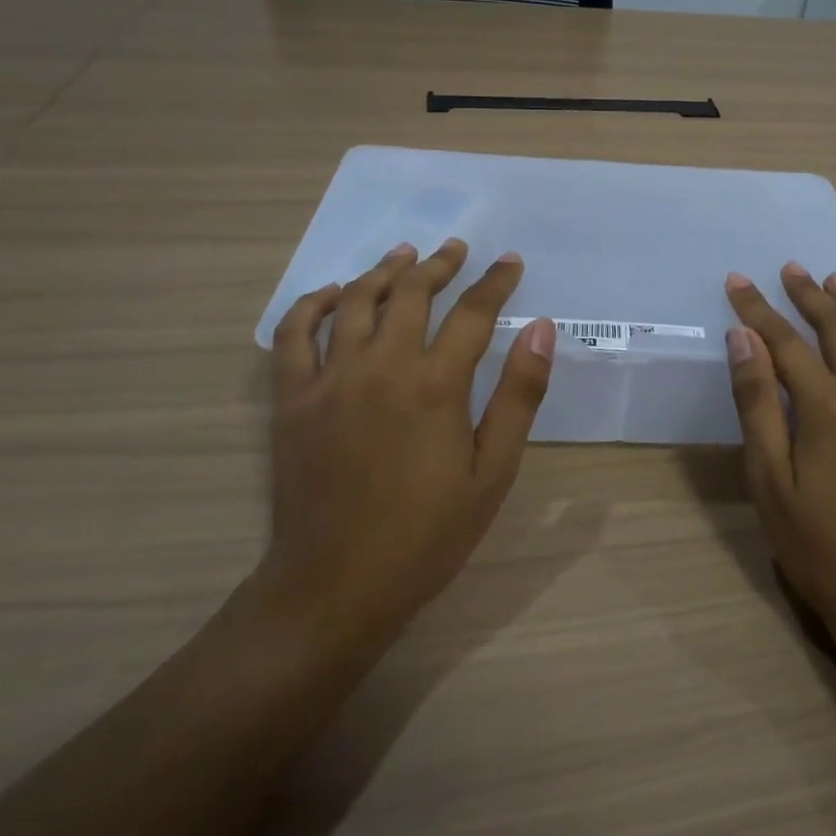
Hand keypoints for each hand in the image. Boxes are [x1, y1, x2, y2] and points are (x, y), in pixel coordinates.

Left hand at [263, 239, 556, 651]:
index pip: (473, 313)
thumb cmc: (427, 534)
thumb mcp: (493, 472)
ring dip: (383, 272)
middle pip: (412, 294)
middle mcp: (382, 367)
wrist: (337, 585)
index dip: (496, 282)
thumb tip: (542, 329)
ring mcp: (331, 379)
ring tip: (404, 254)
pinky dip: (313, 304)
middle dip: (439, 265)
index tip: (510, 263)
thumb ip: (519, 395)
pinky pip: (294, 334)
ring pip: (356, 303)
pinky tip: (334, 293)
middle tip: (456, 249)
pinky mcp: (293, 398)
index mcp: (436, 386)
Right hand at [724, 263, 835, 643]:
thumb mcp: (770, 480)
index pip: (784, 342)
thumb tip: (743, 339)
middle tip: (790, 270)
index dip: (757, 309)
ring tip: (835, 282)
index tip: (737, 282)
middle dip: (809, 295)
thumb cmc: (819, 545)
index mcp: (827, 407)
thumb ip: (758, 404)